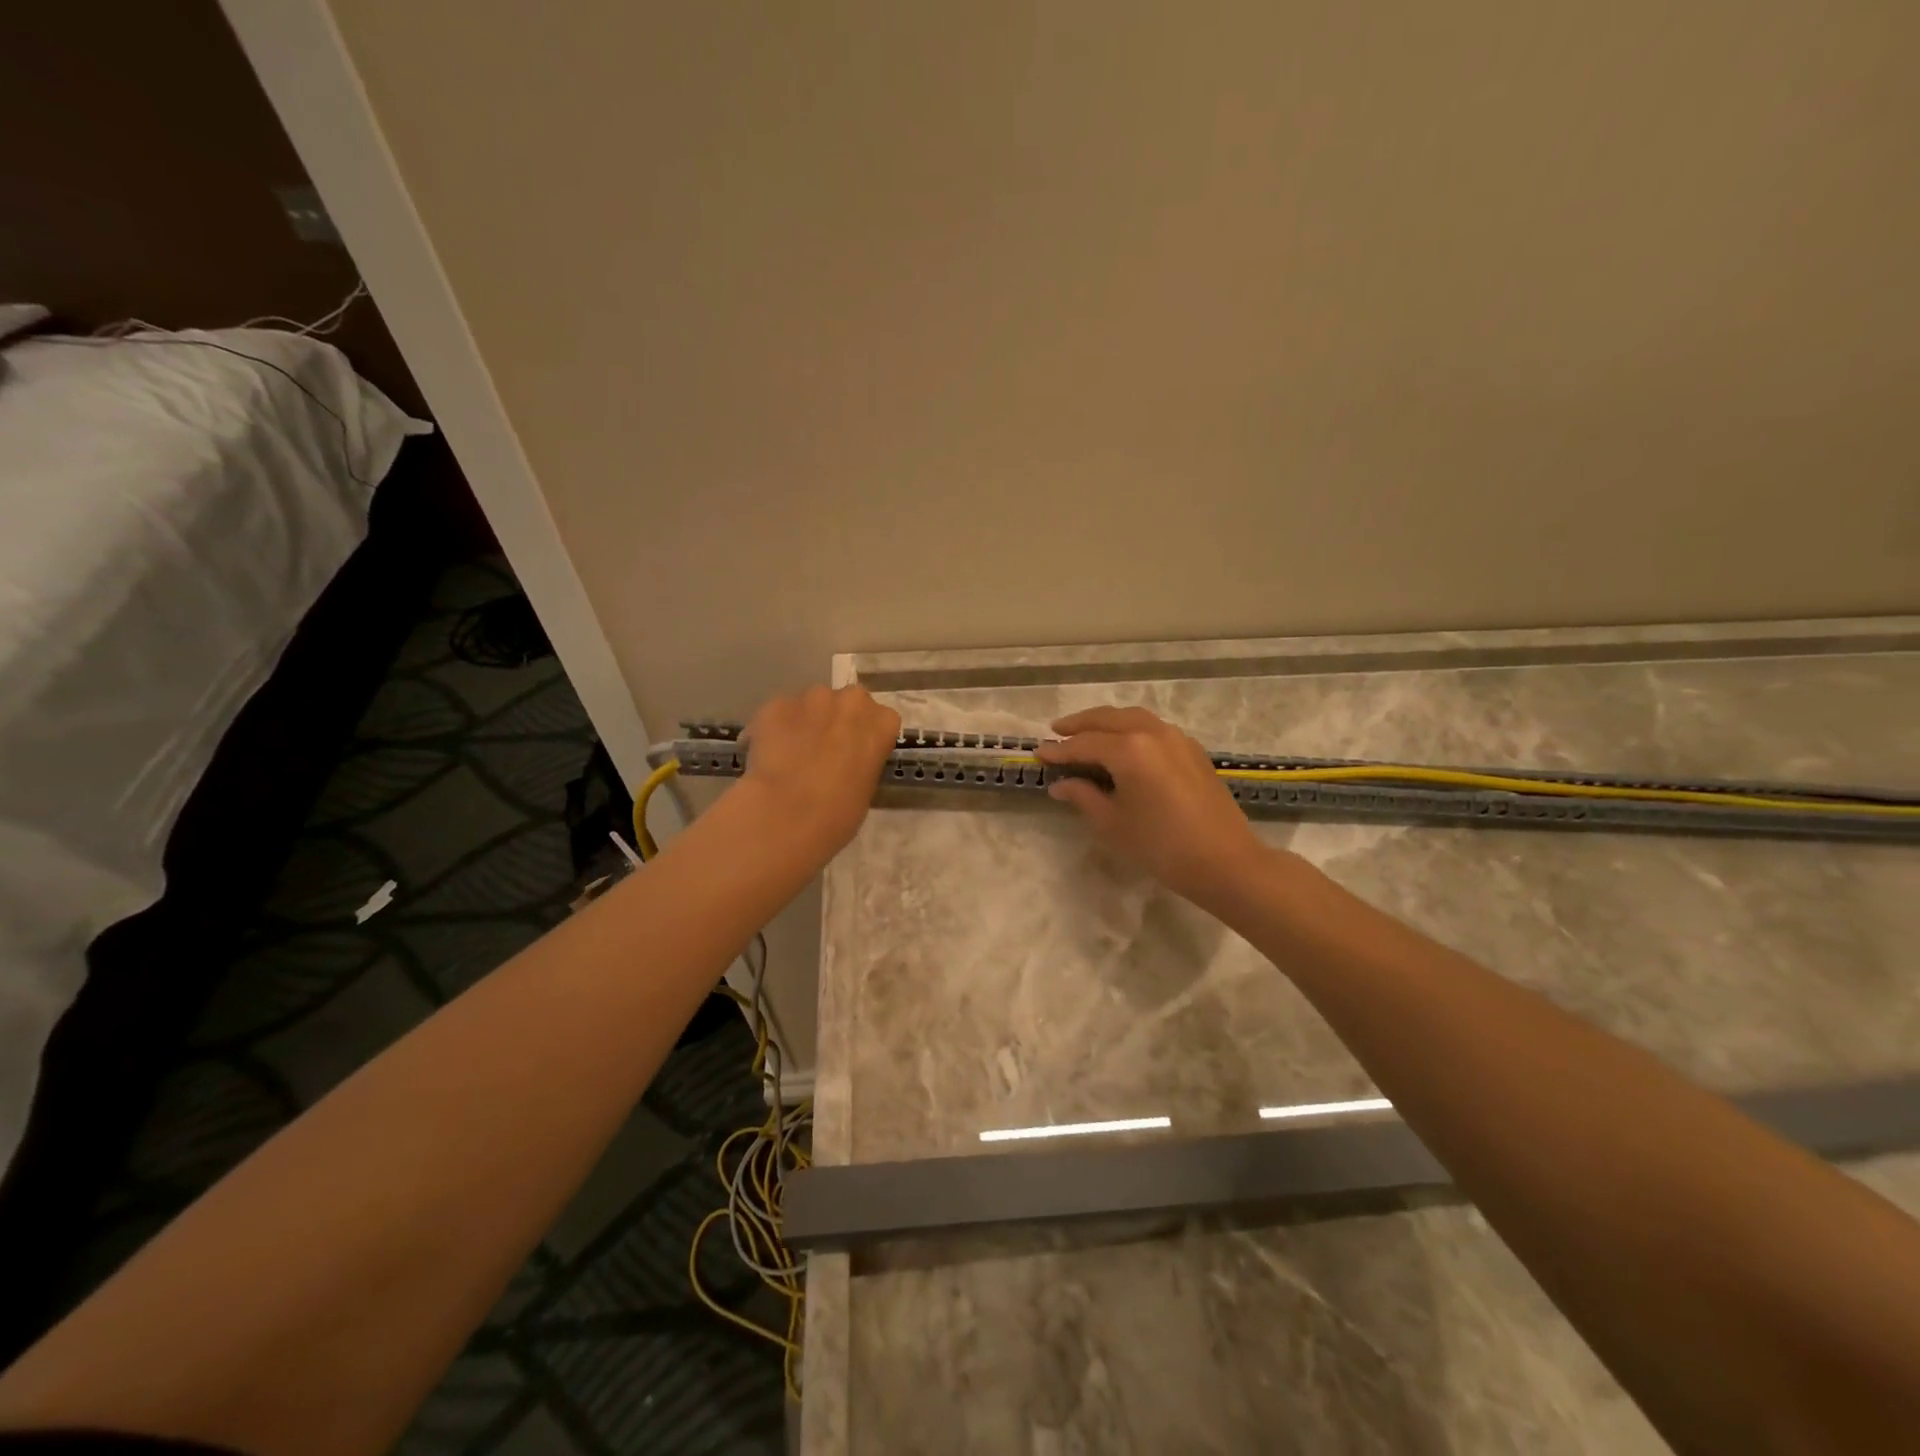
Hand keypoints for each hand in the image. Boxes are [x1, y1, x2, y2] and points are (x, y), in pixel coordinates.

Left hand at [737, 685, 900, 860]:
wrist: (788, 815)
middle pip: (848, 703)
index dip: (865, 737)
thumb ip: (861, 762)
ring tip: (792, 754)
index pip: (881, 720)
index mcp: (883, 722)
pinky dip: (776, 728)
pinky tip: (769, 756)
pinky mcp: (776, 704)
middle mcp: (851, 701)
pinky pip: (780, 713)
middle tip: (824, 751)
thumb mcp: (866, 789)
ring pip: (812, 704)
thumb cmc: (839, 813)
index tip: (855, 755)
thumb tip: (845, 763)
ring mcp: (812, 698)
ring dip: (806, 722)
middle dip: (837, 720)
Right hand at [1036, 706, 1271, 907]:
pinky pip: (1153, 728)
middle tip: (1057, 732)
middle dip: (1080, 724)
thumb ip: (1083, 796)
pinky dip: (1131, 728)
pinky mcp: (1192, 751)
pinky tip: (1124, 744)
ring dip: (1106, 722)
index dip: (1059, 751)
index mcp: (1129, 749)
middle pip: (1108, 719)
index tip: (1037, 754)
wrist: (1225, 862)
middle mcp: (1152, 733)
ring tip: (1087, 732)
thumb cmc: (1161, 846)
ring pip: (1133, 718)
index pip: (1083, 744)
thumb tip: (1060, 784)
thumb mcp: (1113, 823)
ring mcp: (1176, 738)